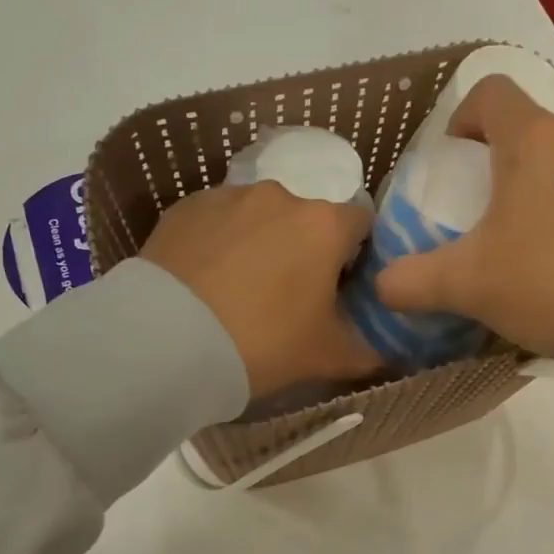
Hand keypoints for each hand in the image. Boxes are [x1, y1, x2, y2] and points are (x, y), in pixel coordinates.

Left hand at [142, 180, 379, 398]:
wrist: (165, 343)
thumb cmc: (263, 343)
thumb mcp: (327, 357)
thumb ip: (368, 352)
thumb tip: (387, 354)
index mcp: (324, 224)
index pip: (361, 224)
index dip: (357, 255)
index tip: (341, 288)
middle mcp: (280, 196)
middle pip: (307, 219)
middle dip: (305, 249)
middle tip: (289, 297)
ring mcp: (227, 196)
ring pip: (259, 217)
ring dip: (261, 243)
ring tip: (239, 290)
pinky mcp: (183, 207)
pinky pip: (217, 222)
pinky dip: (220, 243)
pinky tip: (206, 281)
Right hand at [375, 77, 553, 356]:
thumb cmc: (552, 278)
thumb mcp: (469, 284)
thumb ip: (415, 281)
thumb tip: (382, 286)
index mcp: (534, 140)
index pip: (490, 92)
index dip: (462, 117)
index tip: (453, 159)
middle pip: (534, 129)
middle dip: (504, 161)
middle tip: (487, 208)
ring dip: (547, 187)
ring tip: (531, 238)